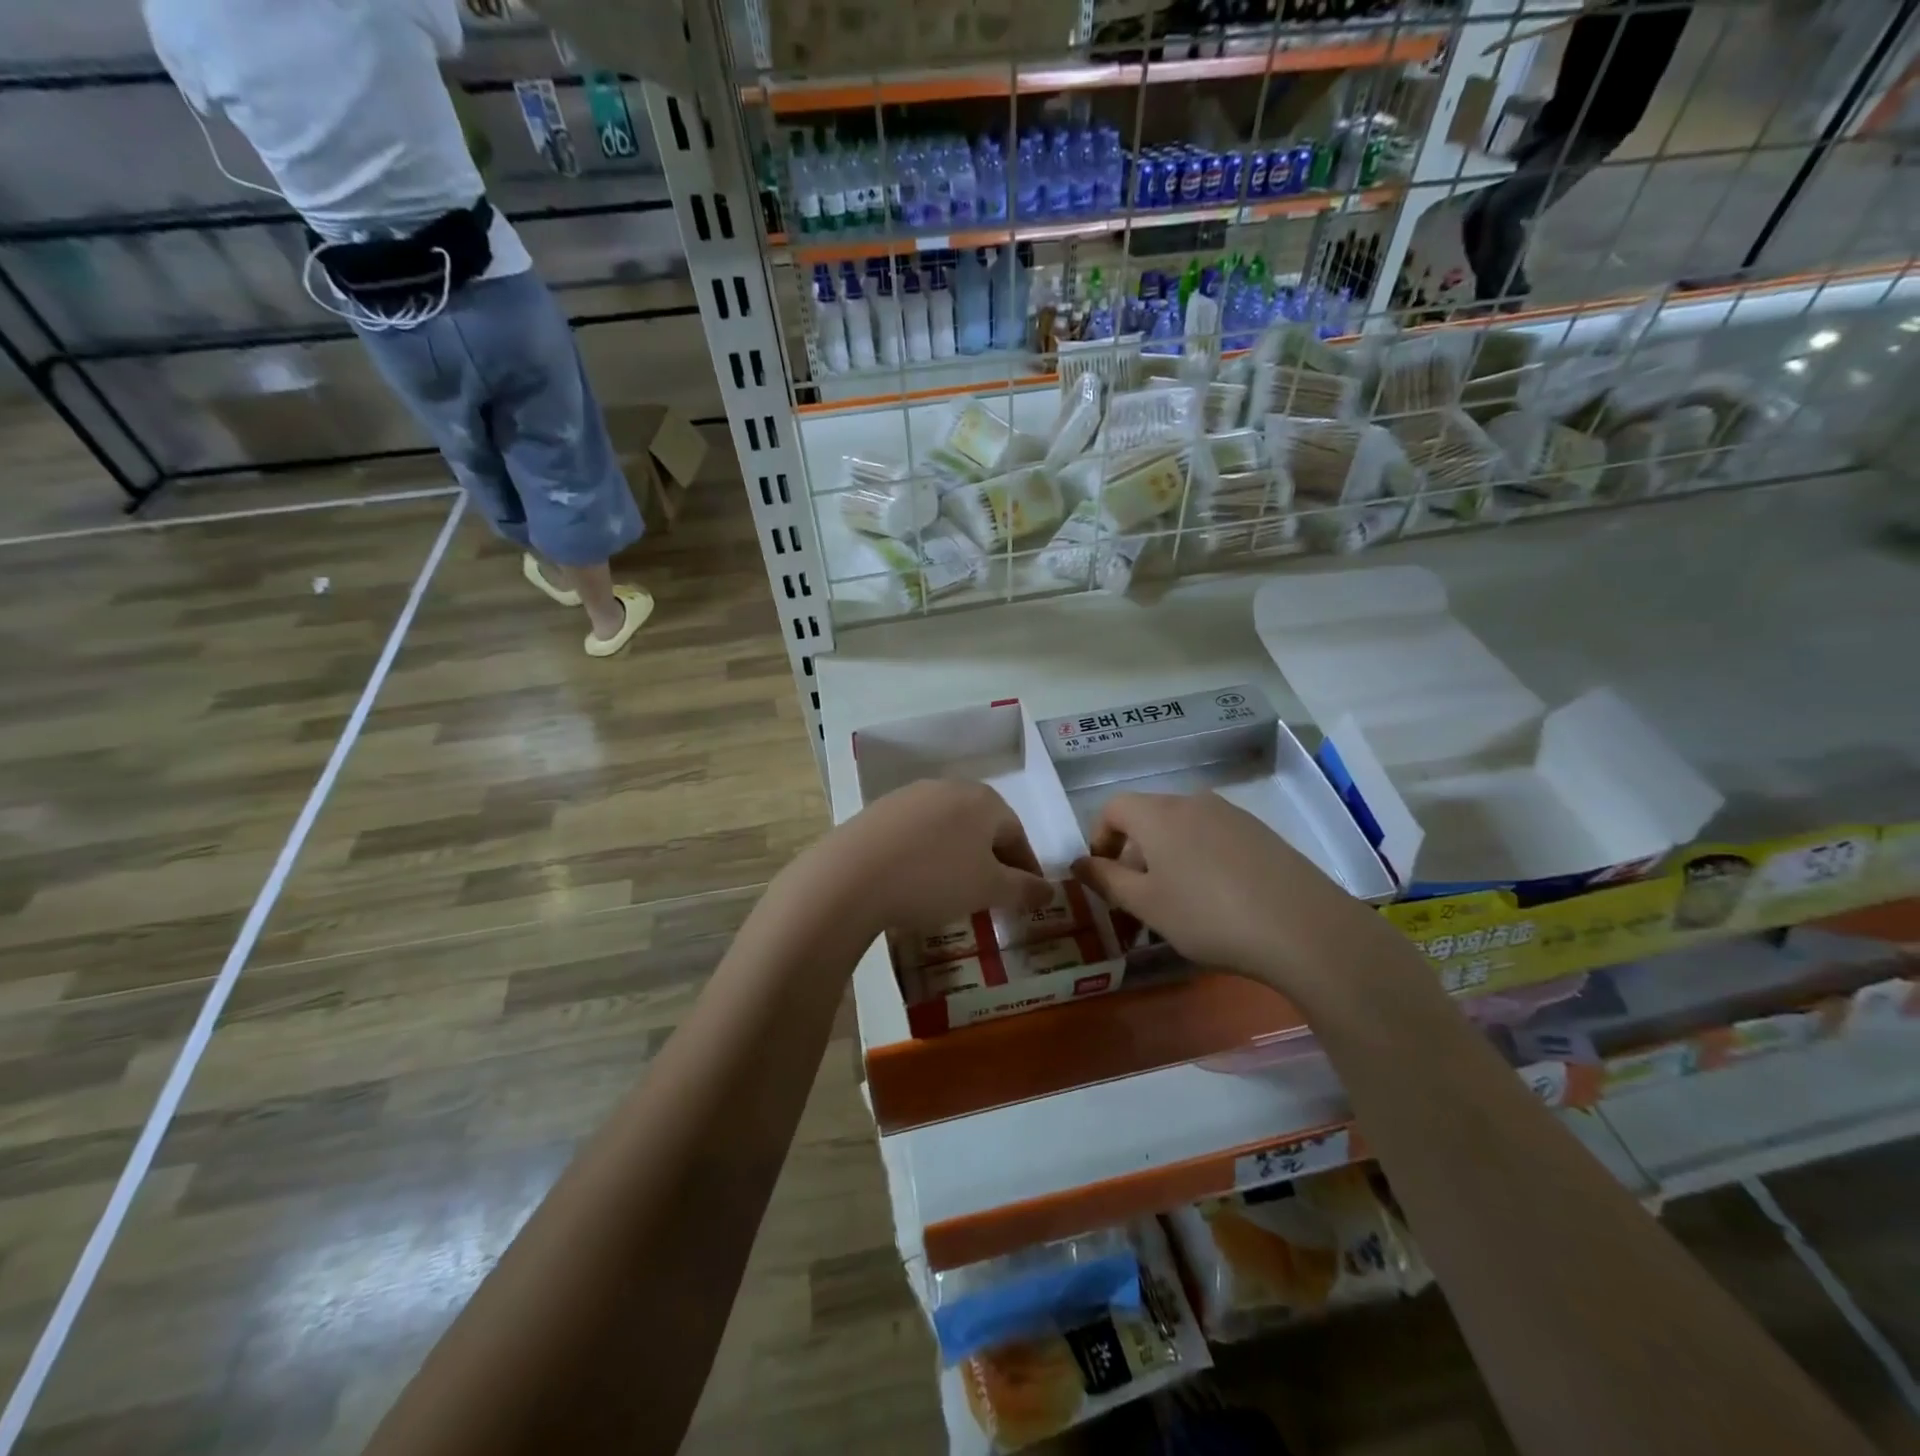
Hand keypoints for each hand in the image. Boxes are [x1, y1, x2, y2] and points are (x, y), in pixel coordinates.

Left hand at [805, 780, 1054, 937]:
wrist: (852, 876)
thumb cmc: (934, 879)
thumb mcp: (988, 890)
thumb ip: (1023, 889)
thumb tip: (1050, 890)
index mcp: (983, 800)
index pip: (1017, 833)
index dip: (1026, 868)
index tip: (1028, 897)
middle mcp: (949, 787)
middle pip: (982, 826)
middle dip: (992, 860)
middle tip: (992, 895)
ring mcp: (910, 795)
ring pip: (948, 828)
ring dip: (958, 856)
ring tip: (954, 890)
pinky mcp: (879, 810)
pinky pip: (917, 833)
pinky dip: (926, 854)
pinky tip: (916, 879)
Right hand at [1071, 791, 1408, 1008]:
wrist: (1303, 928)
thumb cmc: (1208, 916)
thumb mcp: (1146, 905)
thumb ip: (1106, 880)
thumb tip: (1079, 862)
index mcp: (1158, 815)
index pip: (1113, 807)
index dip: (1099, 837)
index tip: (1103, 875)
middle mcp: (1192, 802)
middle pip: (1148, 818)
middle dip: (1133, 854)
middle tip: (1137, 900)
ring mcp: (1232, 815)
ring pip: (1182, 829)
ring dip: (1166, 859)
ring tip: (1177, 904)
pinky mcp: (1261, 833)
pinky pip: (1213, 838)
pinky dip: (1199, 860)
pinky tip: (1217, 900)